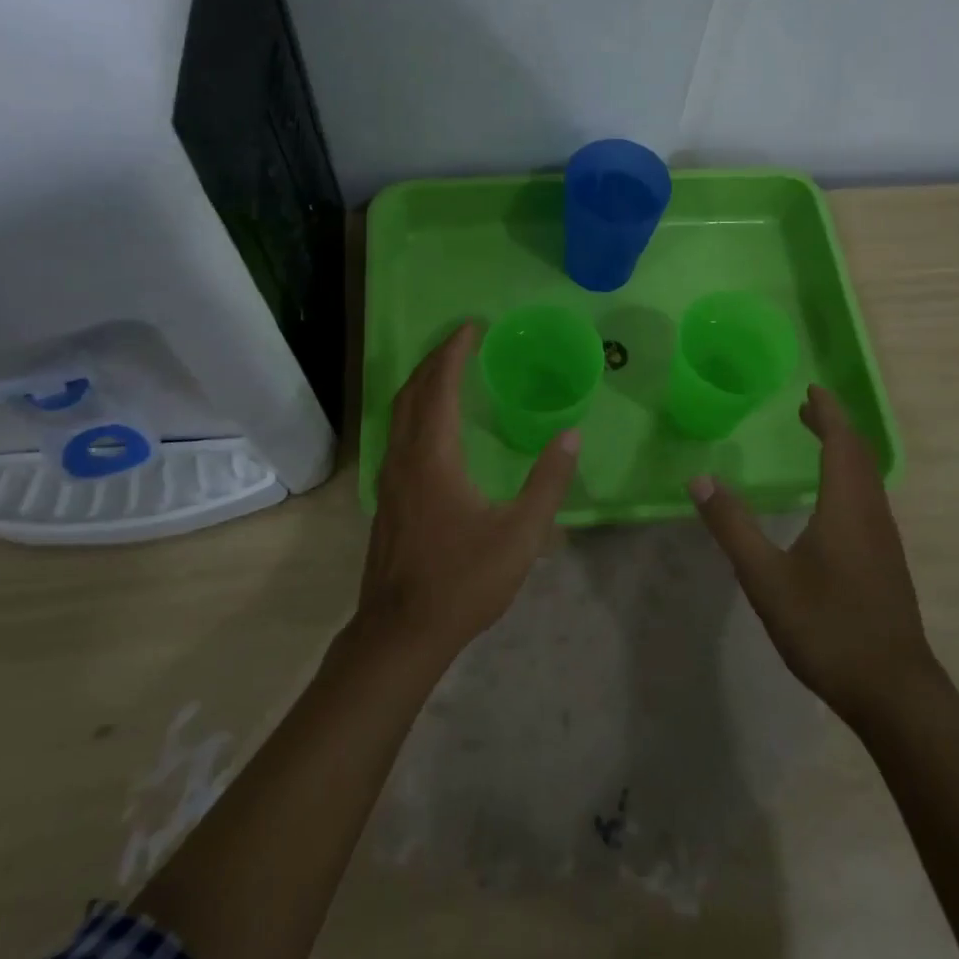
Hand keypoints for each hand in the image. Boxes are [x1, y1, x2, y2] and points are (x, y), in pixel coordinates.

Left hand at [359, 322, 579, 665]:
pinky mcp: (387, 499)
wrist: (401, 632)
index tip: (472, 326)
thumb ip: (548, 481)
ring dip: (421, 384)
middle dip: (434, 360)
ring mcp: (389, 479)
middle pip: (412, 392)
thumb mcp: (520, 534)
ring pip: (399, 414)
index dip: (454, 352)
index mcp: (433, 457)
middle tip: (461, 341)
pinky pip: (398, 435)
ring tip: (447, 371)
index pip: (439, 386)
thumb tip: (571, 434)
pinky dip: (415, 411)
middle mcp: (403, 458)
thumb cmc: (463, 580)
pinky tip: (433, 427)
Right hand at [689, 385, 937, 728]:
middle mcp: (872, 515)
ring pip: (867, 480)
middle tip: (807, 410)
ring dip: (844, 453)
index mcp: (846, 508)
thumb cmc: (827, 628)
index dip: (827, 413)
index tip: (811, 389)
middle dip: (835, 427)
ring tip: (818, 444)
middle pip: (859, 456)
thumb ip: (732, 526)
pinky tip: (831, 504)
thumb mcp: (766, 578)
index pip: (841, 443)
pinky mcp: (886, 564)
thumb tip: (700, 479)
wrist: (893, 691)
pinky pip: (868, 502)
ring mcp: (884, 541)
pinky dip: (849, 480)